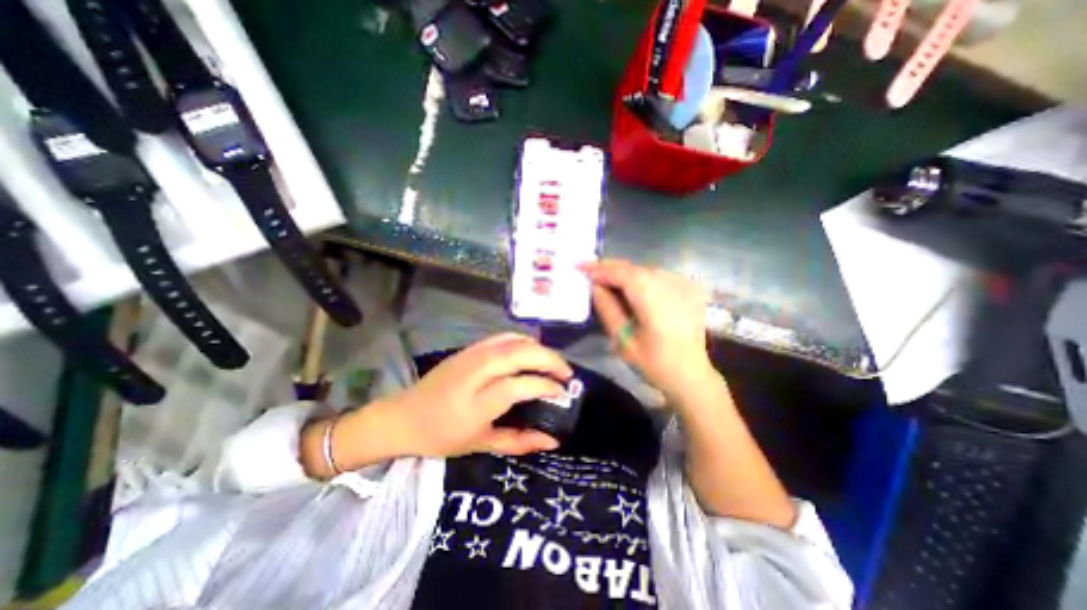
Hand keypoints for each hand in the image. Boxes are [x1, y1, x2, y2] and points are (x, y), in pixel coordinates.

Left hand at [359, 334, 572, 457]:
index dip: (545, 386)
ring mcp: (471, 356)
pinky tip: (532, 351)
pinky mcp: (469, 348)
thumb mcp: (481, 444)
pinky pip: (503, 337)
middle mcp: (475, 373)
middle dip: (549, 360)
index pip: (519, 385)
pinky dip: (523, 341)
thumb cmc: (442, 436)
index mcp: (476, 404)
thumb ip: (520, 441)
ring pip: (513, 341)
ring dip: (539, 348)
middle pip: (519, 354)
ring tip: (554, 363)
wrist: (404, 416)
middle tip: (567, 373)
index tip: (561, 393)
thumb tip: (553, 439)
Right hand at [582, 257, 718, 398]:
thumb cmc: (654, 363)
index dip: (598, 268)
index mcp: (652, 297)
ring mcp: (683, 285)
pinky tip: (632, 286)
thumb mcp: (622, 339)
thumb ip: (607, 309)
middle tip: (588, 269)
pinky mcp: (689, 290)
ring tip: (606, 278)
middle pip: (634, 268)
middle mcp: (669, 284)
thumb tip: (595, 286)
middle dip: (610, 267)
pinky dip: (641, 277)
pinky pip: (659, 276)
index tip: (579, 266)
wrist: (691, 375)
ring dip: (625, 272)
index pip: (620, 273)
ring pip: (646, 270)